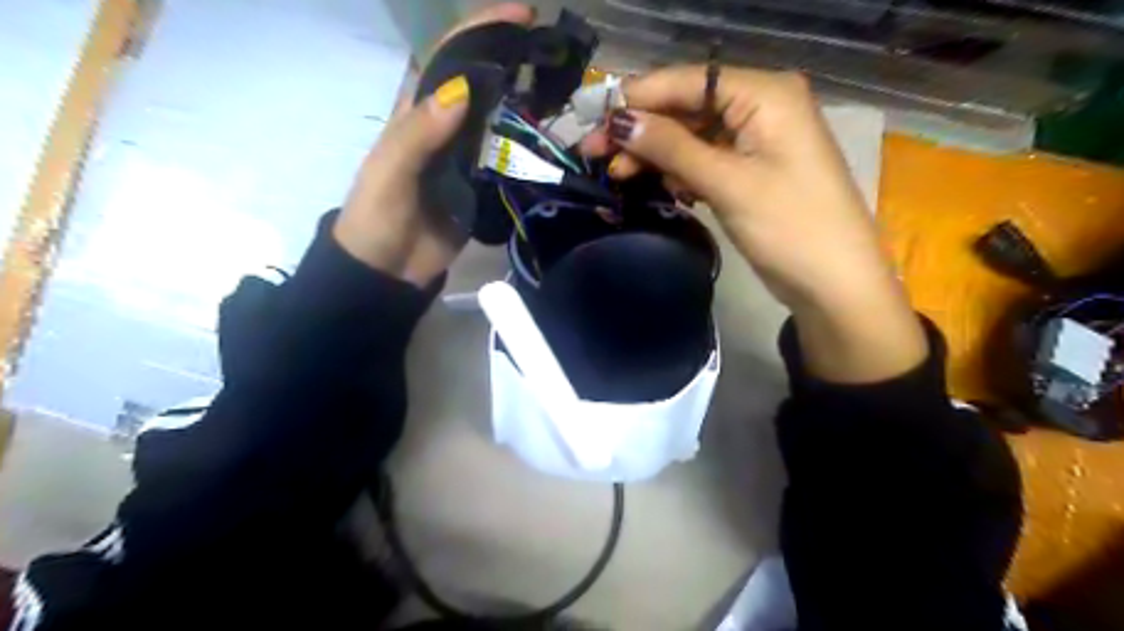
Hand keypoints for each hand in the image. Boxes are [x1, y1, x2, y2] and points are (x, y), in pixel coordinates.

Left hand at [333, 1, 533, 286]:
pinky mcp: (481, 182)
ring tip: (561, 85)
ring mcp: (465, 154)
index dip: (482, 30)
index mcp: (416, 111)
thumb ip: (419, 132)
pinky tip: (549, 133)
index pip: (449, 57)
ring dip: (525, 97)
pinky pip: (506, 154)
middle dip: (512, 58)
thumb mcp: (390, 171)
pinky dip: (527, 141)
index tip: (522, 16)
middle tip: (554, 51)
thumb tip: (462, 90)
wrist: (390, 268)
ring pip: (498, 115)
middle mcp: (444, 125)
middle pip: (480, 81)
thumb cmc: (378, 216)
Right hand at [585, 64, 925, 378]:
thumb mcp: (728, 183)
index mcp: (765, 94)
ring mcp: (756, 140)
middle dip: (642, 130)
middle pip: (687, 107)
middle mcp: (761, 106)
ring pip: (691, 136)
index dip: (638, 98)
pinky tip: (659, 185)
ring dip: (655, 154)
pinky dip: (678, 171)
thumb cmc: (790, 227)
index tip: (594, 120)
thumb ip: (672, 148)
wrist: (834, 284)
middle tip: (594, 154)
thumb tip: (621, 121)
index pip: (689, 81)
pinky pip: (704, 159)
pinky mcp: (750, 170)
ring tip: (618, 177)